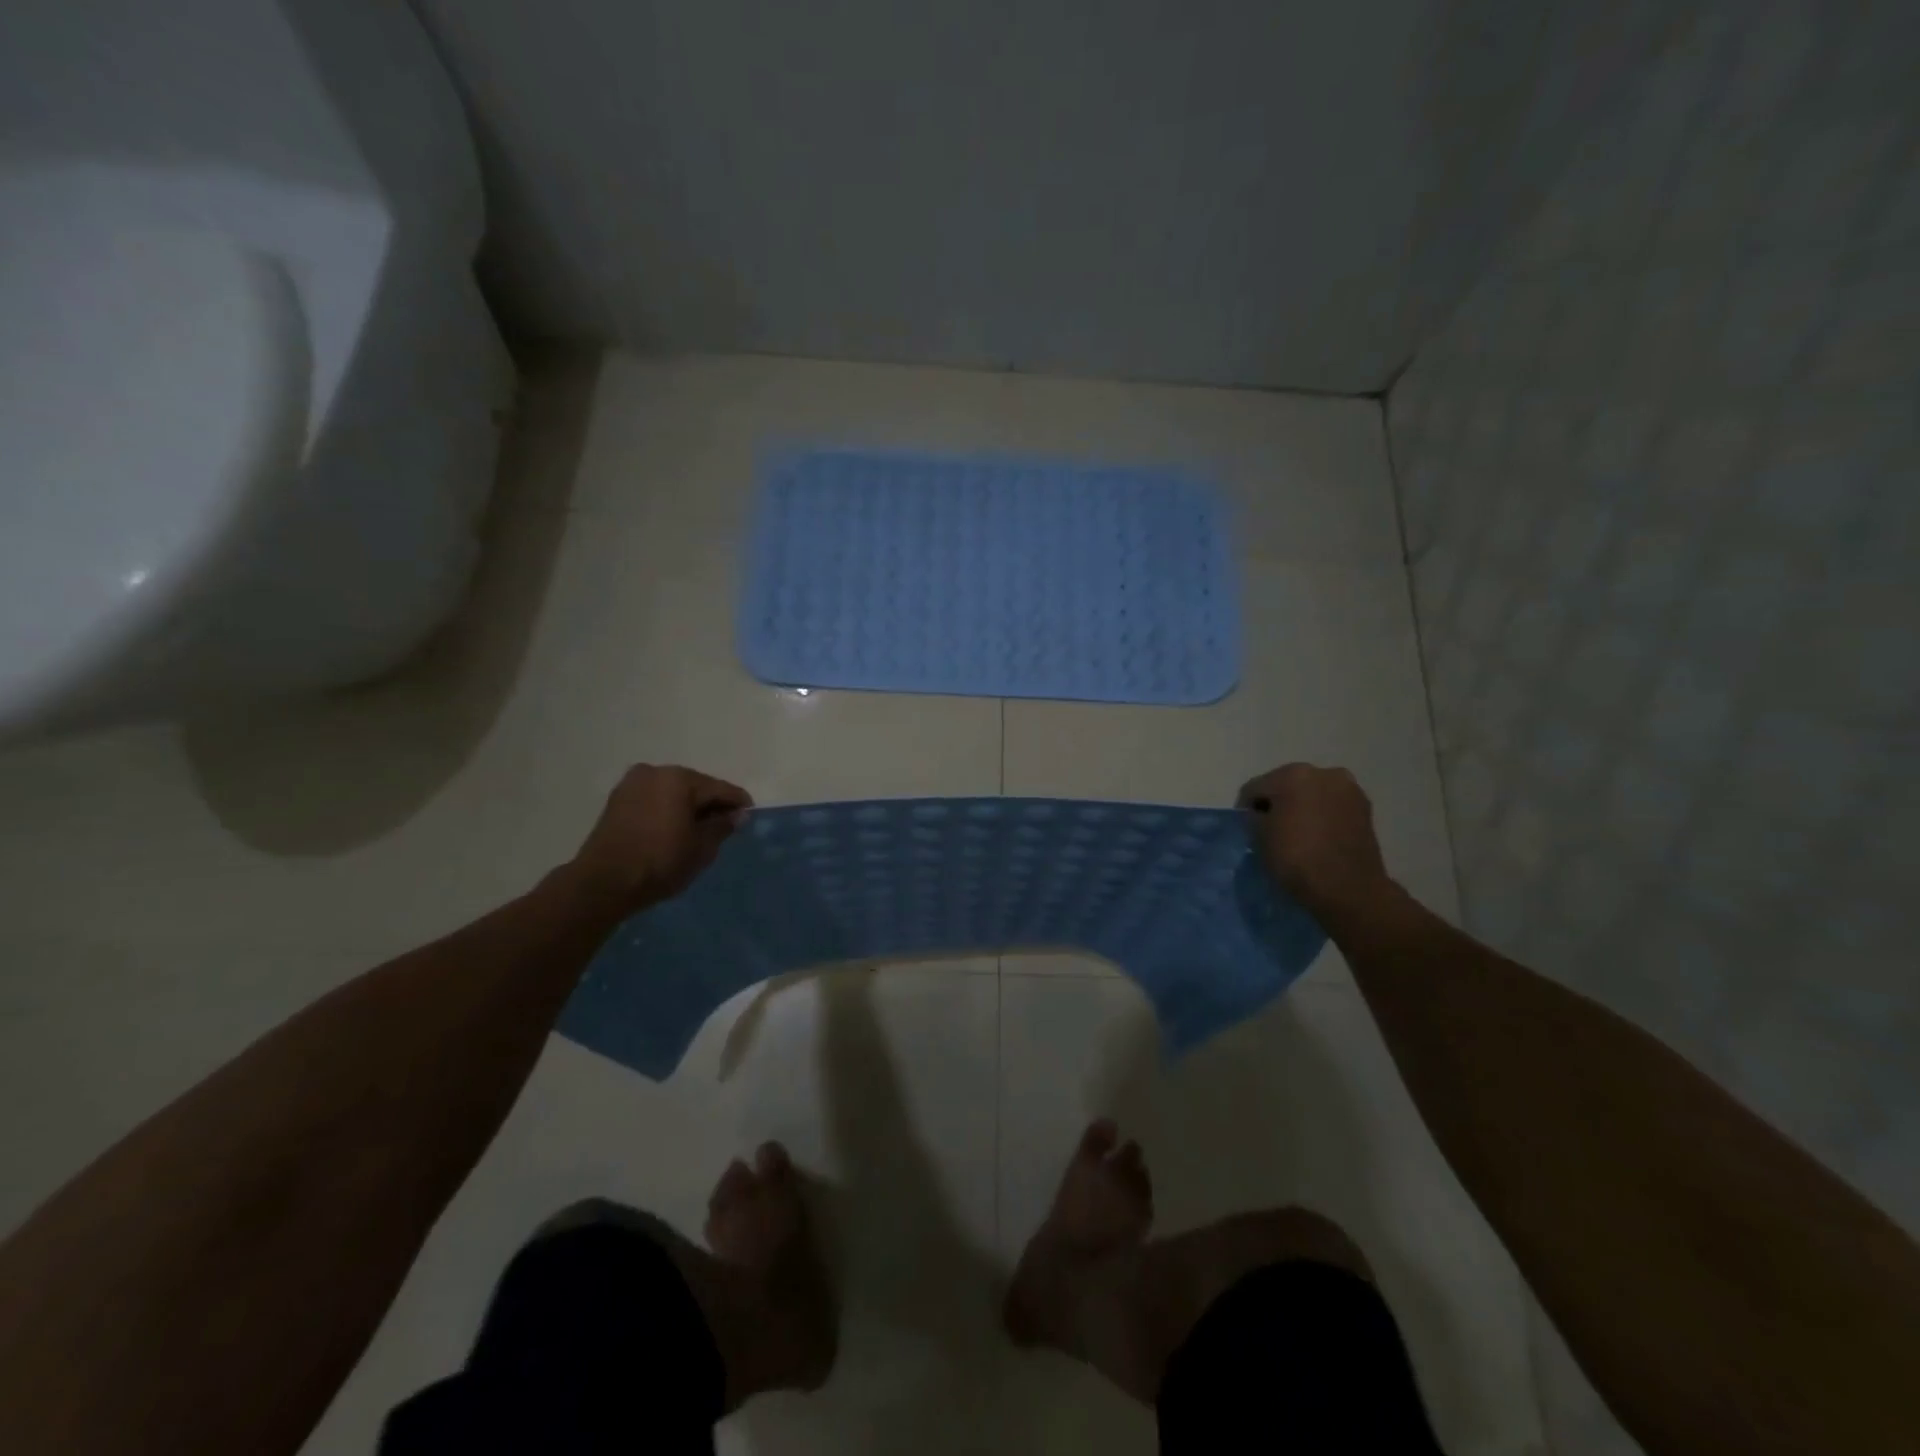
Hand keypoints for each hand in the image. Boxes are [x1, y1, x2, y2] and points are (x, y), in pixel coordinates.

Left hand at [567, 764, 752, 914]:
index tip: (750, 816)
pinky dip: (667, 810)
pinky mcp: (617, 800)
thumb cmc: (660, 862)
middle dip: (711, 804)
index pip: (720, 788)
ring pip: (673, 792)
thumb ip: (722, 826)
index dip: (739, 803)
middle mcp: (656, 772)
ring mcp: (632, 784)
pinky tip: (673, 829)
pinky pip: (654, 799)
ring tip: (698, 830)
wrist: (603, 883)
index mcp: (680, 778)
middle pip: (696, 786)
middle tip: (724, 826)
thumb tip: (737, 815)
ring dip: (687, 807)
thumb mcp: (702, 848)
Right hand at [1237, 764, 1395, 922]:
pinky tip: (1317, 837)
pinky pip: (1332, 807)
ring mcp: (1349, 790)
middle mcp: (1324, 773)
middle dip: (1277, 804)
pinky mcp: (1366, 810)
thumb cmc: (1297, 858)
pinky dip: (1322, 816)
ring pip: (1312, 794)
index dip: (1245, 809)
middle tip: (1270, 829)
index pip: (1255, 788)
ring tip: (1296, 834)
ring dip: (1301, 808)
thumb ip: (1254, 818)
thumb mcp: (1259, 838)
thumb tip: (1261, 816)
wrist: (1349, 889)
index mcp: (1293, 774)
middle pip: (1287, 785)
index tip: (1245, 829)